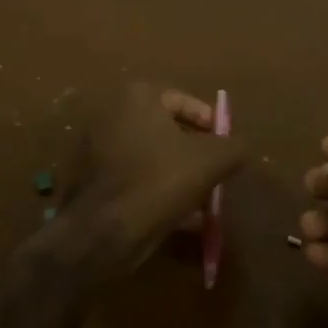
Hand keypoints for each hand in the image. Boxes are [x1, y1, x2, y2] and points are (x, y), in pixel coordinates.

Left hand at [62, 81, 244, 275]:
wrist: (103, 230)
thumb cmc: (159, 181)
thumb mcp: (211, 161)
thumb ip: (233, 146)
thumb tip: (240, 146)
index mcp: (137, 96)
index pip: (183, 101)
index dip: (210, 123)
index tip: (225, 147)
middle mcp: (111, 112)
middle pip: (164, 128)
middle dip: (192, 151)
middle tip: (214, 172)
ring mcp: (94, 145)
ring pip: (148, 156)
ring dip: (175, 173)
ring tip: (200, 199)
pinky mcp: (87, 178)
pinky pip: (131, 177)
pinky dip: (153, 190)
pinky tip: (176, 216)